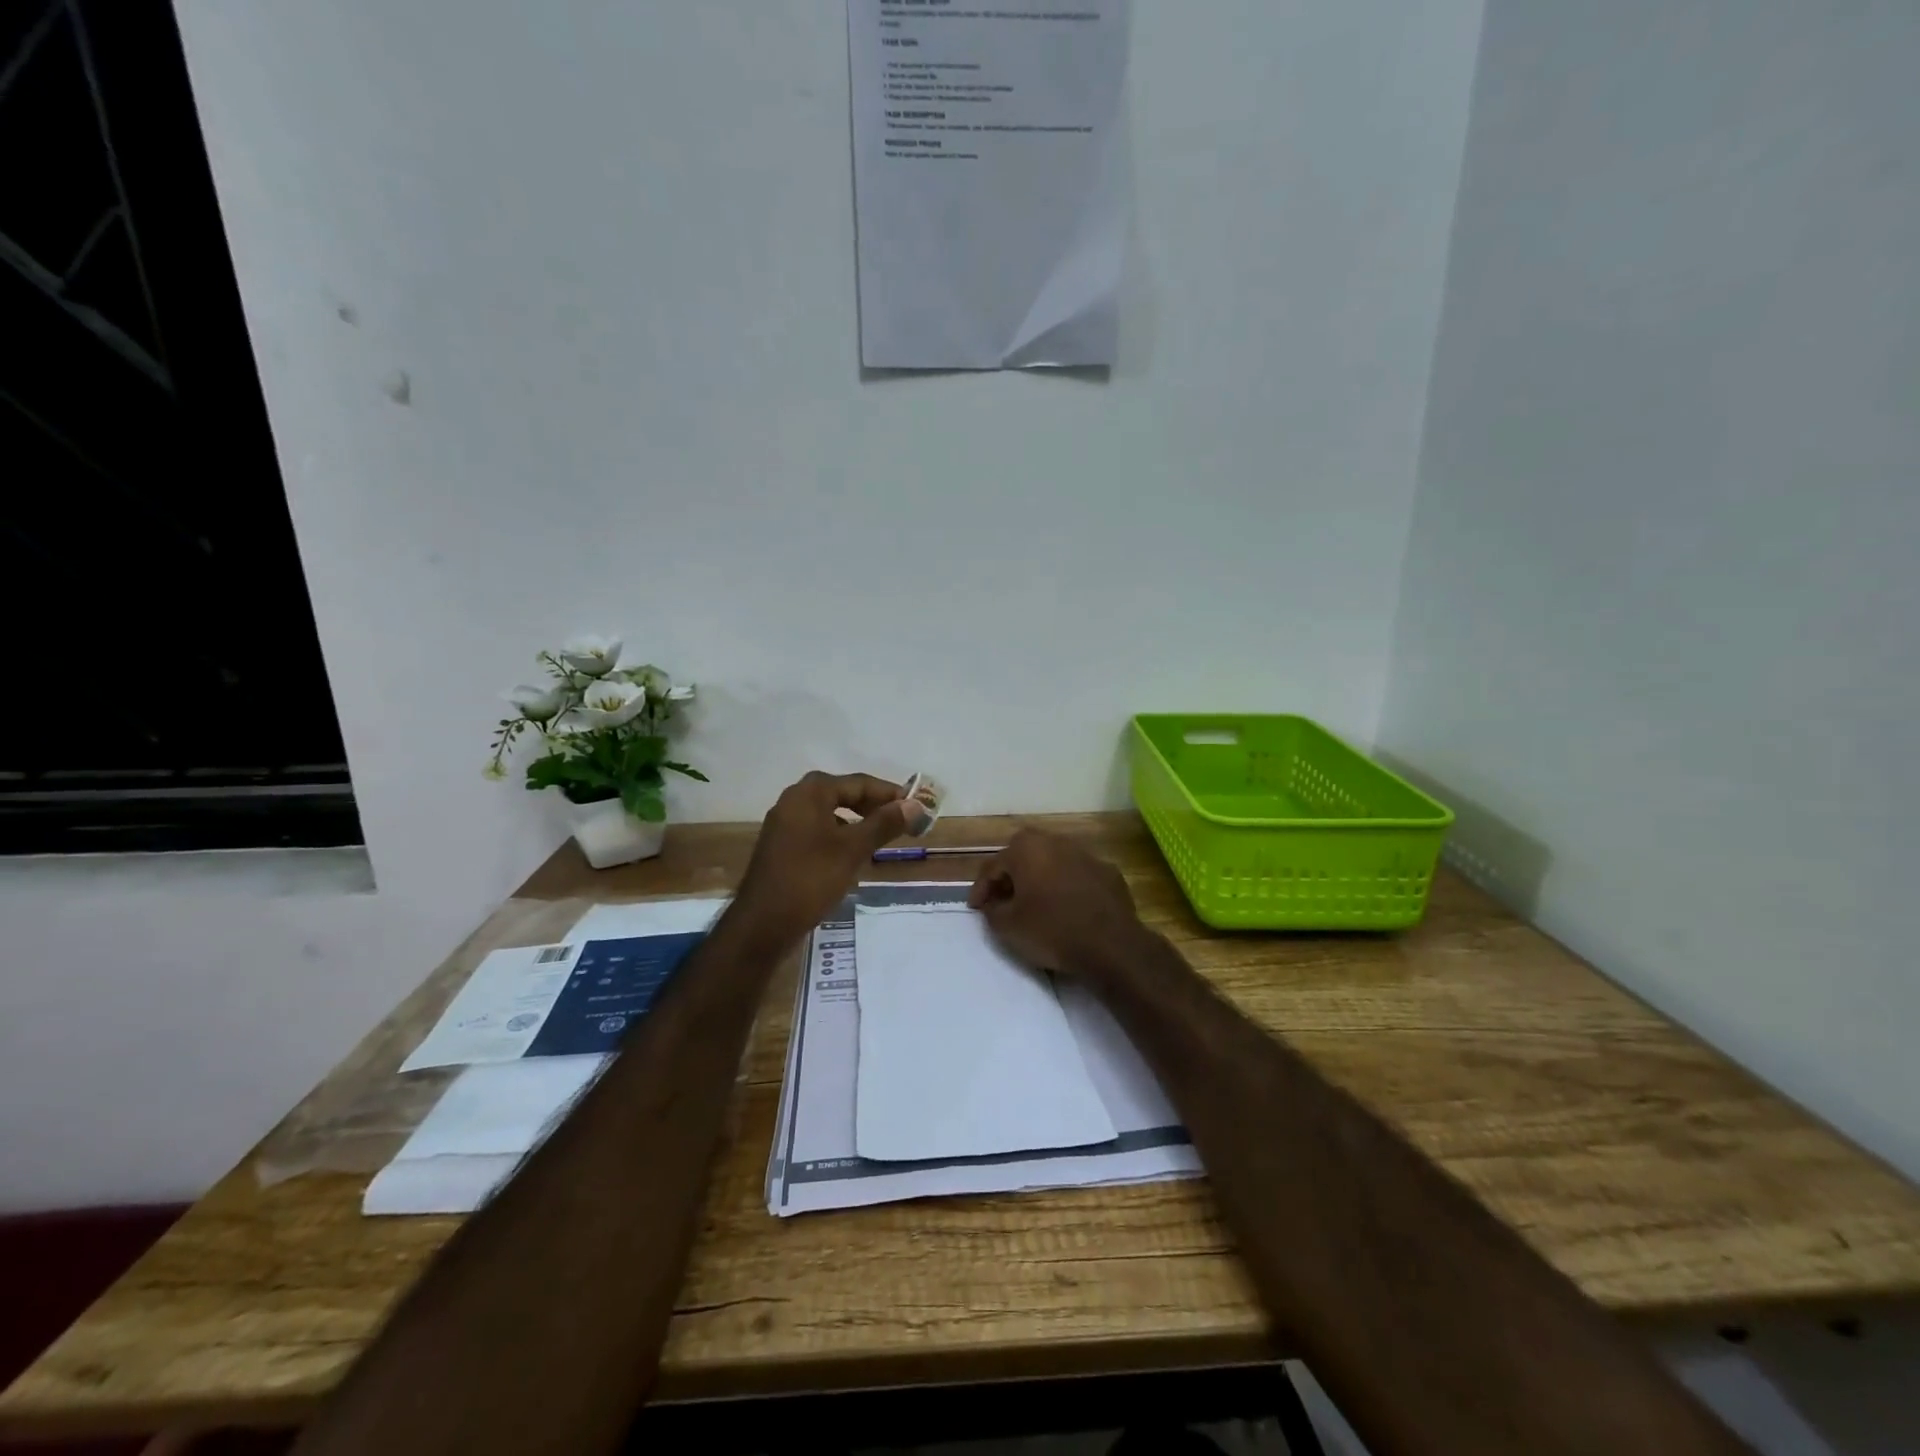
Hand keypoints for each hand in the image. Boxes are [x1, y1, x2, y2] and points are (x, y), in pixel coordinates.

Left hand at [733, 772, 910, 944]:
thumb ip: (884, 824)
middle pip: (842, 793)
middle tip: (900, 820)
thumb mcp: (853, 850)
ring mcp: (785, 824)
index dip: (889, 793)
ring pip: (829, 812)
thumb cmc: (810, 879)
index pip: (858, 782)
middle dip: (873, 805)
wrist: (763, 923)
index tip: (916, 806)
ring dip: (857, 820)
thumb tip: (915, 805)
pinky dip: (839, 835)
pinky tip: (853, 854)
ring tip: (881, 837)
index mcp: (809, 793)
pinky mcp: (782, 846)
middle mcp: (794, 800)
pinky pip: (818, 829)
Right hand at [968, 828, 1150, 982]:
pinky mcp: (1109, 872)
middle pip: (1024, 857)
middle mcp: (1056, 842)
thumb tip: (994, 904)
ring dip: (1041, 879)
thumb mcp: (1007, 927)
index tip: (976, 908)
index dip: (980, 889)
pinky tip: (1068, 908)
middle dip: (1011, 877)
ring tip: (1035, 904)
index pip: (993, 866)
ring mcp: (1086, 855)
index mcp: (1027, 848)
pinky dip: (1068, 888)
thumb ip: (992, 910)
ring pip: (1054, 863)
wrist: (1111, 945)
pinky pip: (1079, 876)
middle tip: (1003, 900)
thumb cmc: (1051, 930)